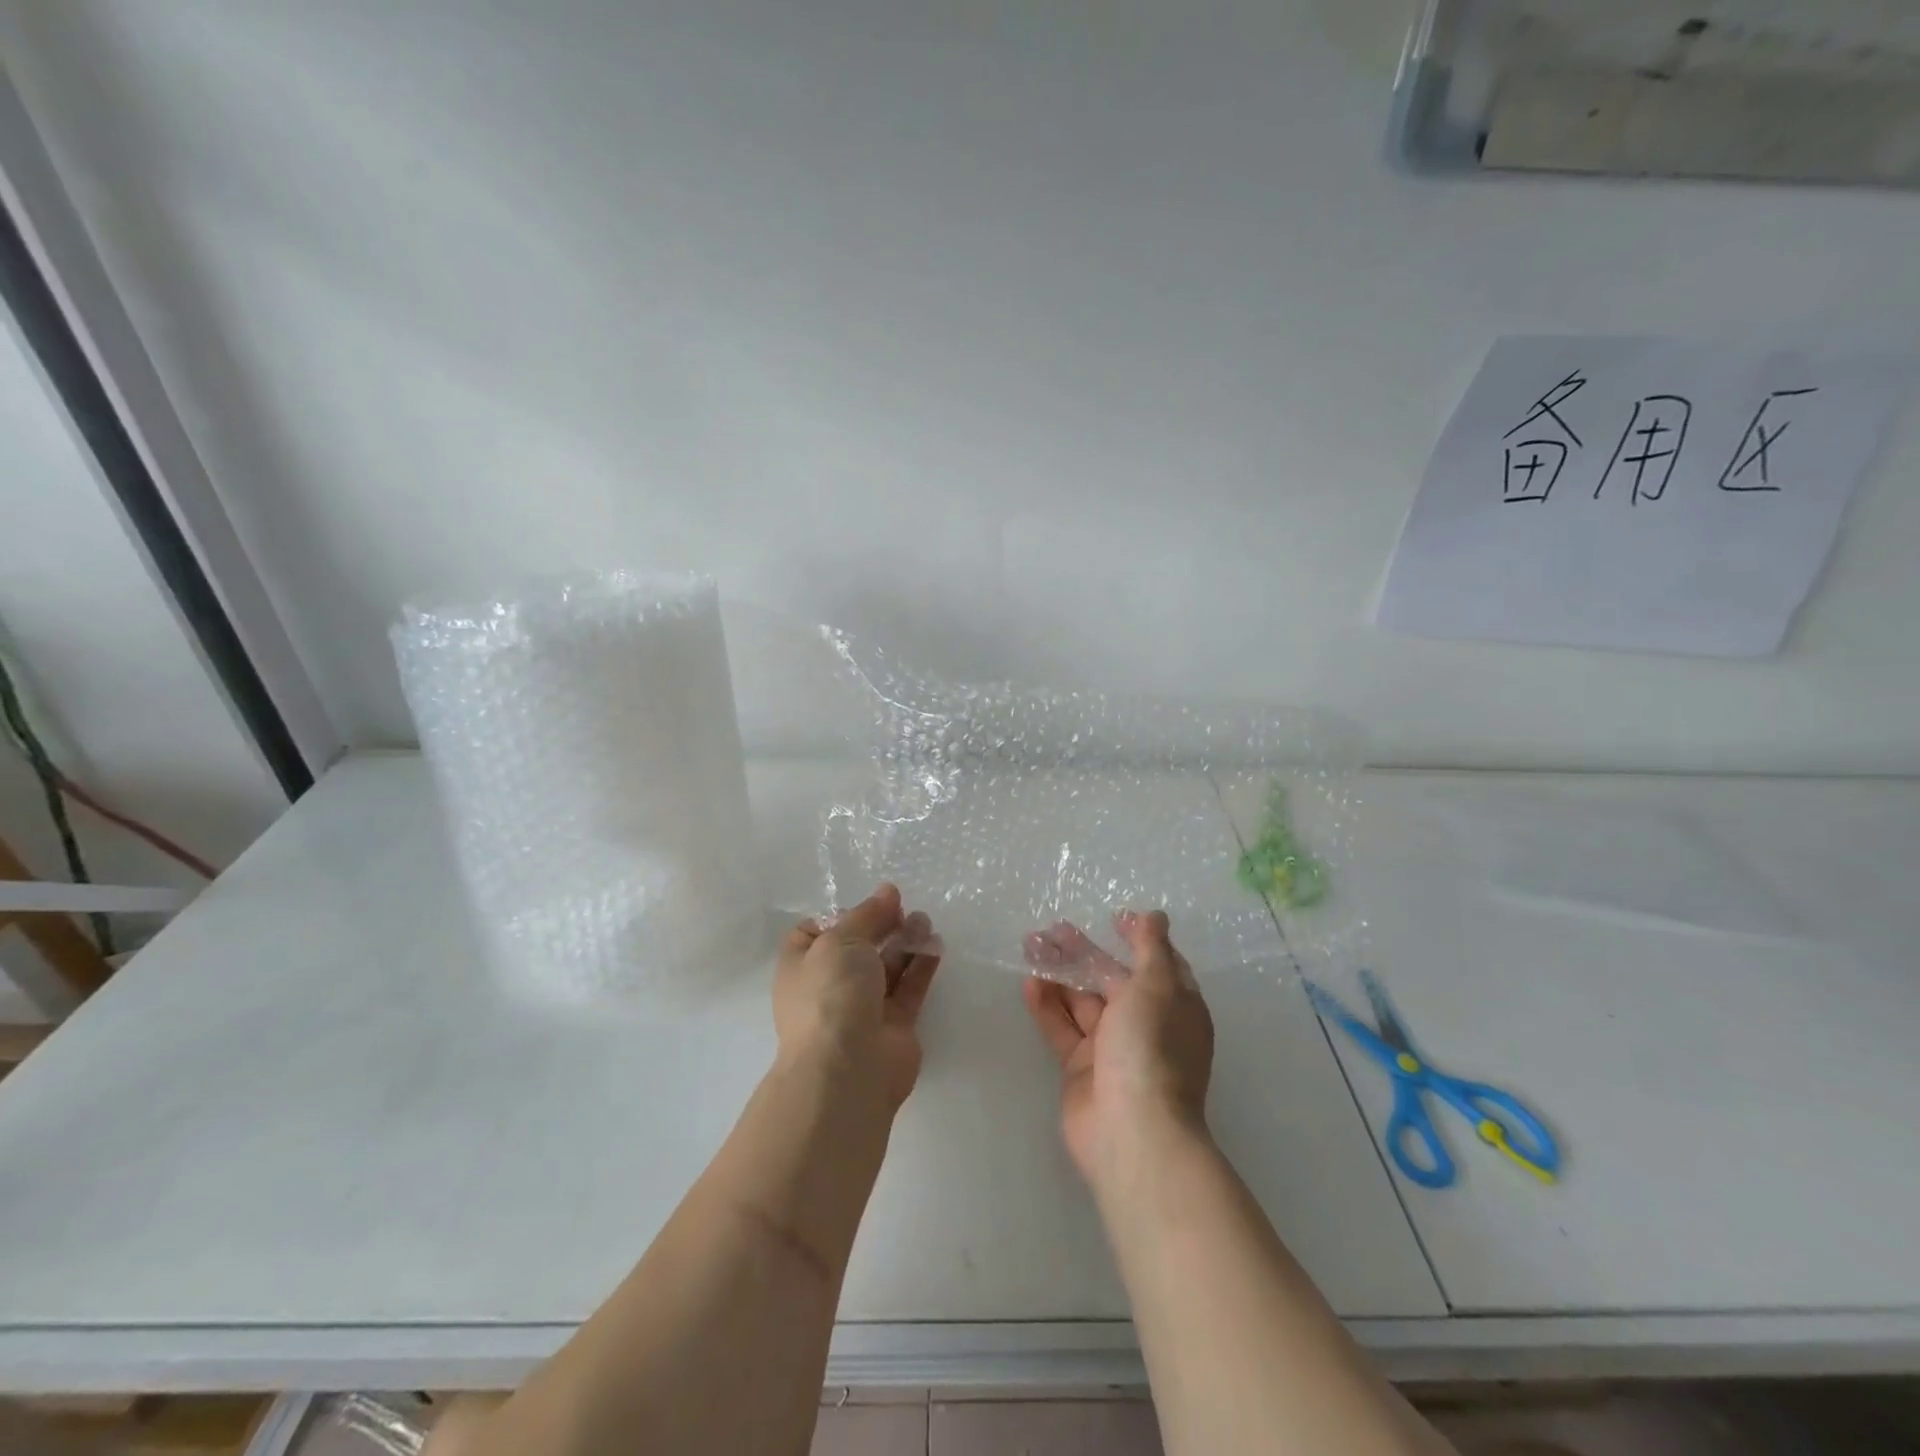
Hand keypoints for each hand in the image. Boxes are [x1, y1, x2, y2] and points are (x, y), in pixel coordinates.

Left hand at [775, 884, 940, 1112]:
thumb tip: (888, 892)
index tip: (869, 904)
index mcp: (801, 966)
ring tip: (925, 922)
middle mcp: (829, 987)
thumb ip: (867, 914)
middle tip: (904, 909)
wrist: (849, 1068)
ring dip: (905, 942)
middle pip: (857, 947)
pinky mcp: (894, 1025)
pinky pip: (908, 988)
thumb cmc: (831, 994)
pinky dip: (922, 966)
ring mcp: (862, 1008)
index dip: (841, 915)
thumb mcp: (841, 940)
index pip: (815, 932)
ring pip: (886, 967)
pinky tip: (936, 945)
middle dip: (881, 925)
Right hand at [1022, 910, 1214, 1184]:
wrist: (1131, 1130)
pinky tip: (1029, 983)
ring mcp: (1111, 1048)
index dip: (1137, 939)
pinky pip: (1061, 1028)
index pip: (1156, 963)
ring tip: (1030, 946)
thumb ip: (1151, 948)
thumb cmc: (1151, 1048)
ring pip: (1081, 1000)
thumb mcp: (1157, 986)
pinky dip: (1046, 1006)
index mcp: (1174, 1005)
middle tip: (1051, 928)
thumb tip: (1156, 915)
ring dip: (1058, 974)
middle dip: (1083, 953)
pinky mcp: (1080, 1068)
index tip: (1113, 917)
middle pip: (1111, 978)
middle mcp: (1145, 1024)